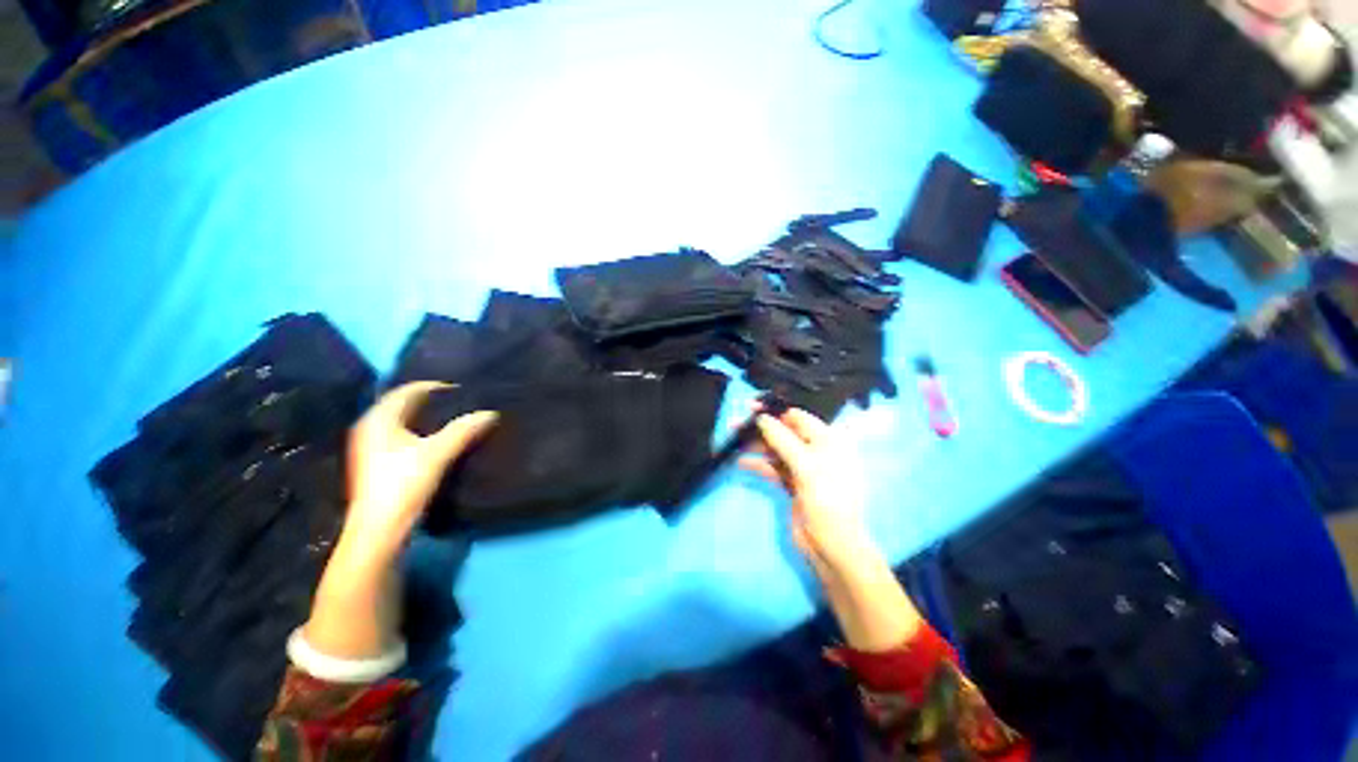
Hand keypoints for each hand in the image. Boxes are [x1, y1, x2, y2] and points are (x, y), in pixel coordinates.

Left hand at [342, 382, 497, 561]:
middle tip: (460, 400)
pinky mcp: (378, 462)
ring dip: (426, 415)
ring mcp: (372, 446)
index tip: (460, 388)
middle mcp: (371, 428)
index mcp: (379, 420)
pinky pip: (402, 434)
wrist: (379, 529)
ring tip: (453, 416)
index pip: (406, 391)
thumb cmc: (403, 484)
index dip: (433, 386)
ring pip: (402, 421)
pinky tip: (438, 438)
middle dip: (430, 400)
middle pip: (402, 404)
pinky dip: (420, 430)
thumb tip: (491, 413)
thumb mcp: (437, 454)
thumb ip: (463, 430)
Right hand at [740, 407, 872, 570]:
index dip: (775, 411)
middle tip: (735, 423)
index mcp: (829, 441)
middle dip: (761, 428)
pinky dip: (758, 464)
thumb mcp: (806, 466)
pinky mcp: (792, 484)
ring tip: (732, 440)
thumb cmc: (827, 500)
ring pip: (776, 450)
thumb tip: (761, 418)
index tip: (751, 406)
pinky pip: (773, 468)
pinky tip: (740, 461)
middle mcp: (817, 451)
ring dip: (756, 446)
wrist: (831, 547)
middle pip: (785, 433)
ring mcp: (804, 468)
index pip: (799, 418)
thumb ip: (782, 439)